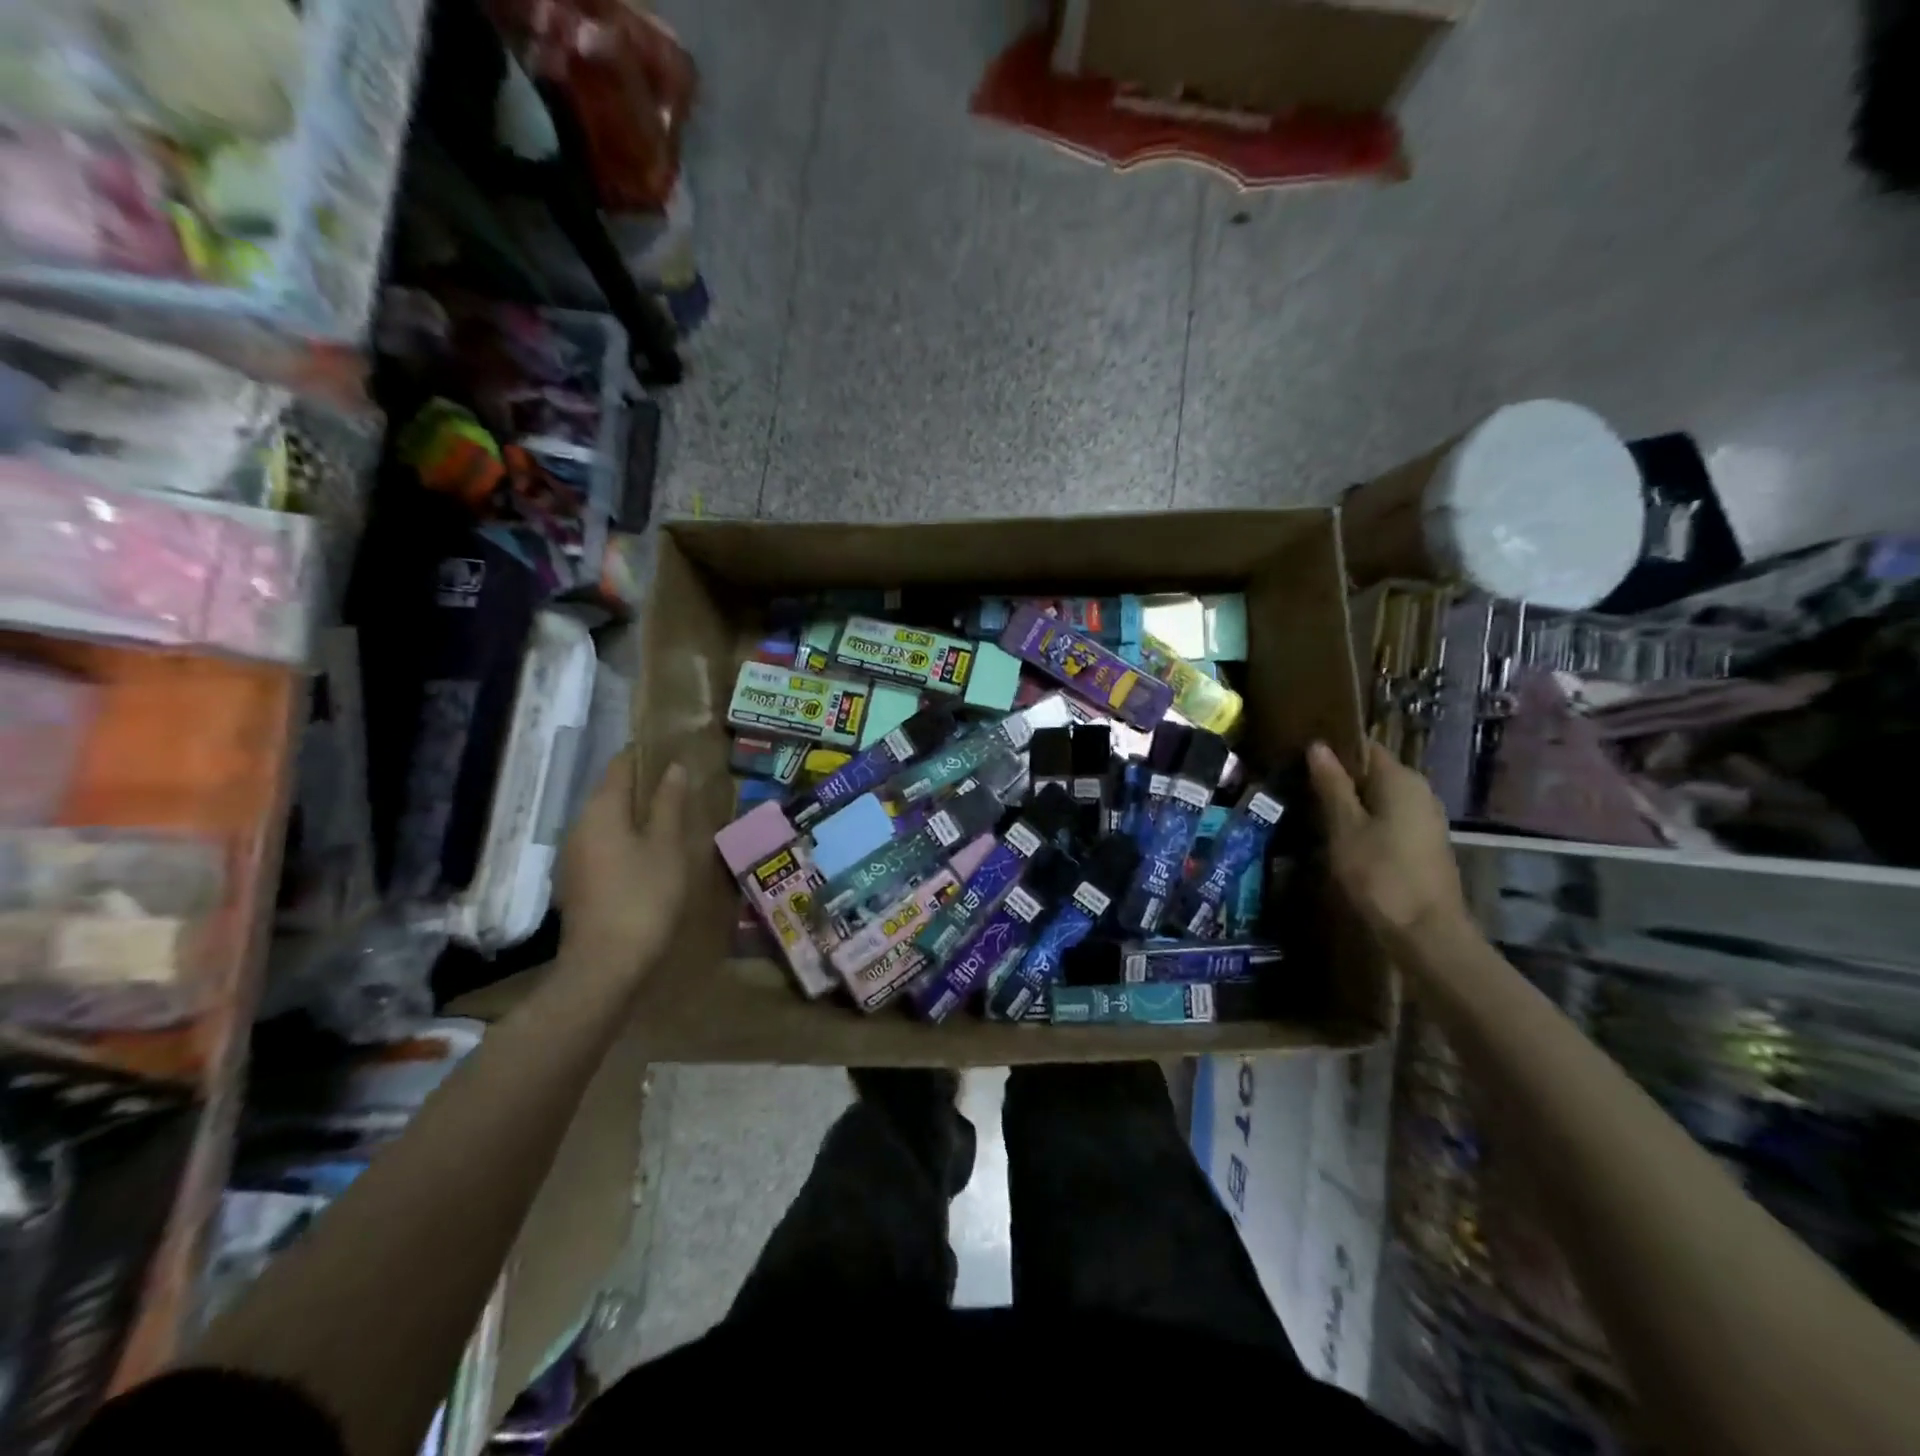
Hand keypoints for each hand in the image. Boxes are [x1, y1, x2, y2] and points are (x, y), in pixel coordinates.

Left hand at [556, 751, 689, 976]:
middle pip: (612, 792)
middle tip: (683, 788)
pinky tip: (652, 854)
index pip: (621, 765)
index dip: (647, 756)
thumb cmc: (644, 896)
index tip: (676, 754)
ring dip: (638, 816)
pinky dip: (628, 840)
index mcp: (601, 809)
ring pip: (609, 821)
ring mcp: (574, 855)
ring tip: (673, 819)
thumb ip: (670, 804)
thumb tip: (674, 768)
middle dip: (645, 787)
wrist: (605, 964)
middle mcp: (580, 825)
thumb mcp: (667, 847)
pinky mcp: (578, 881)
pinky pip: (605, 845)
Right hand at [1307, 740, 1467, 941]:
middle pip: (1373, 773)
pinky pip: (1389, 819)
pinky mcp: (1424, 844)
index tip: (1300, 757)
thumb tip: (1318, 746)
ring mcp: (1426, 819)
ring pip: (1380, 798)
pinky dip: (1366, 821)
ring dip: (1350, 803)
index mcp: (1401, 780)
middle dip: (1339, 778)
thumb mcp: (1345, 827)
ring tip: (1313, 811)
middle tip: (1300, 786)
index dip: (1333, 749)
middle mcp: (1420, 792)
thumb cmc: (1380, 873)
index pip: (1365, 747)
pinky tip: (1341, 836)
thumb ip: (1332, 785)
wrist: (1426, 933)